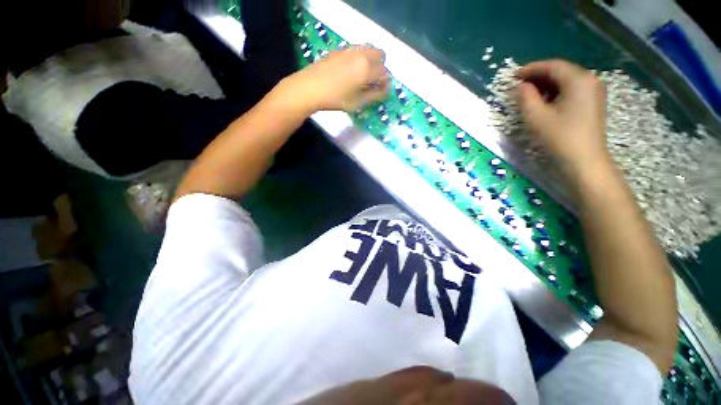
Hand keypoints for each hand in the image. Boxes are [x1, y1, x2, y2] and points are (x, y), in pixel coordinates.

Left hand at [279, 45, 389, 113]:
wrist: (310, 87)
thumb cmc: (336, 98)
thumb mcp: (357, 102)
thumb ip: (374, 96)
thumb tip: (385, 91)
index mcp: (367, 69)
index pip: (385, 74)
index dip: (385, 84)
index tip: (381, 92)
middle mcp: (362, 55)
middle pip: (380, 55)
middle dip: (381, 68)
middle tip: (373, 82)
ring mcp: (350, 50)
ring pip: (369, 49)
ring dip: (372, 61)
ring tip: (363, 76)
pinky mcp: (341, 49)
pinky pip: (357, 50)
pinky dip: (361, 58)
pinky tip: (351, 71)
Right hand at [516, 59, 610, 178]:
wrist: (584, 161)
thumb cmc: (559, 137)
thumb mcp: (536, 116)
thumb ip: (525, 97)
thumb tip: (521, 86)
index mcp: (578, 79)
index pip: (552, 66)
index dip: (531, 69)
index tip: (514, 75)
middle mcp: (590, 80)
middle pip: (561, 71)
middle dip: (539, 76)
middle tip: (519, 85)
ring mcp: (594, 91)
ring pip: (567, 80)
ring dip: (547, 84)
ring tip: (529, 93)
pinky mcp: (593, 103)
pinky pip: (572, 90)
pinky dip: (556, 91)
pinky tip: (545, 101)